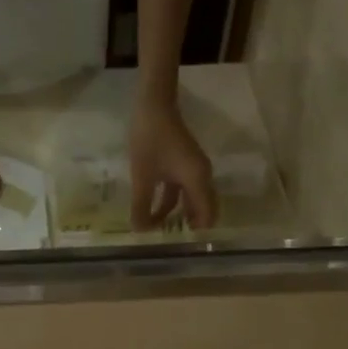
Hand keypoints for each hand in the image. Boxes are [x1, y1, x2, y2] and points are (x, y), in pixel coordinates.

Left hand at [129, 95, 216, 229]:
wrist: (154, 103)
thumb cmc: (150, 138)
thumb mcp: (143, 176)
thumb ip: (141, 206)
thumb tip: (140, 231)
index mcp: (198, 180)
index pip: (207, 216)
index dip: (196, 233)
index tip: (179, 245)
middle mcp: (202, 176)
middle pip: (204, 210)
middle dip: (190, 226)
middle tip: (170, 241)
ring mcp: (194, 170)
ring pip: (193, 201)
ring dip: (180, 215)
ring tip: (160, 230)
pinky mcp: (185, 164)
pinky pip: (183, 190)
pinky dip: (173, 202)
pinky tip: (155, 211)